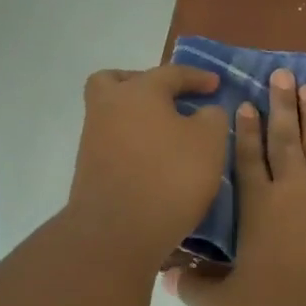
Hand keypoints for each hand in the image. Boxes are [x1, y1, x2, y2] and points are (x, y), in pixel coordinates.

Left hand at [66, 65, 228, 264]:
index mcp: (138, 91)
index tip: (216, 84)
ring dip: (138, 117)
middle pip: (118, 82)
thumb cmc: (170, 177)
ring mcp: (93, 138)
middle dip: (144, 85)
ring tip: (168, 136)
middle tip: (170, 100)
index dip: (197, 77)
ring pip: (113, 113)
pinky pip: (113, 142)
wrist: (117, 232)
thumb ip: (212, 117)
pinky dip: (132, 143)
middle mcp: (108, 106)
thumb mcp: (210, 142)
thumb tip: (203, 111)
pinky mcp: (89, 168)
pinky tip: (154, 161)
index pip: (171, 73)